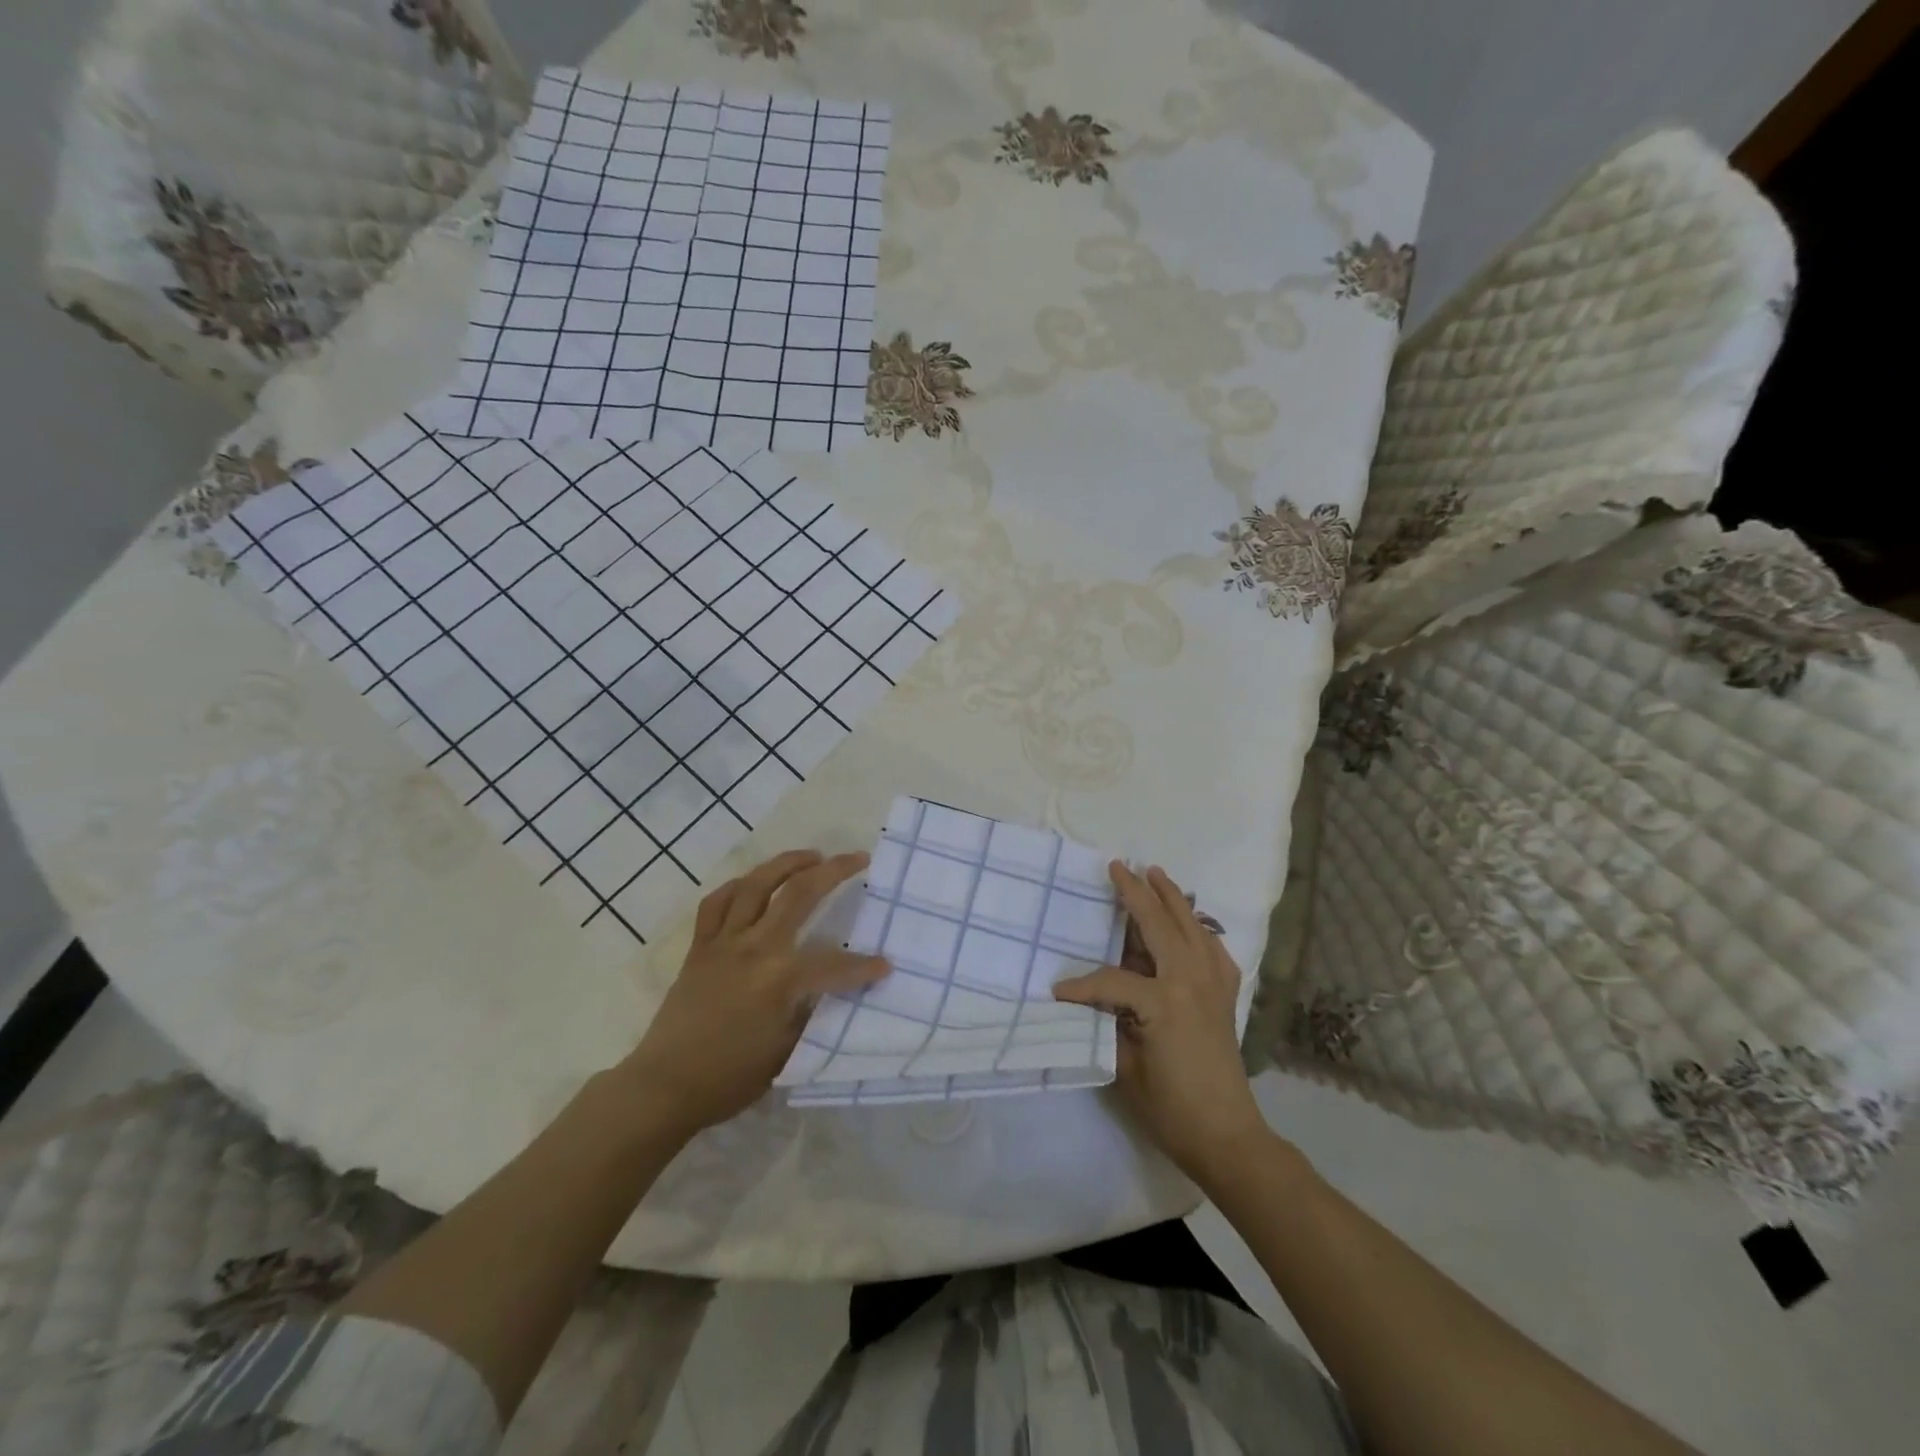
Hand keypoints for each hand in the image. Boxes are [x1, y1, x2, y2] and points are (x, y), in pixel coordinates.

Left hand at [621, 850, 887, 1139]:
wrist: (663, 1086)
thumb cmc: (729, 1078)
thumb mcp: (785, 1052)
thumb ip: (810, 1012)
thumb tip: (830, 989)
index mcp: (779, 979)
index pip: (834, 963)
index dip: (863, 966)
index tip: (885, 966)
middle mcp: (753, 948)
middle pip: (798, 894)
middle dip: (834, 871)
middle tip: (857, 858)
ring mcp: (723, 942)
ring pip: (756, 884)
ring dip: (787, 863)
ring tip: (812, 856)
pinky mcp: (699, 946)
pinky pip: (717, 903)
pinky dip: (738, 886)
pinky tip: (754, 882)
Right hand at [1053, 863, 1270, 1186]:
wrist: (1227, 1137)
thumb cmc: (1171, 1108)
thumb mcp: (1126, 1067)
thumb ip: (1109, 1023)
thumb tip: (1095, 998)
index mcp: (1163, 1001)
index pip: (1112, 979)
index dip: (1082, 984)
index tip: (1058, 992)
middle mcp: (1191, 982)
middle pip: (1160, 926)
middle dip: (1137, 894)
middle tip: (1119, 867)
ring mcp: (1213, 986)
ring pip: (1192, 927)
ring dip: (1173, 898)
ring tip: (1156, 874)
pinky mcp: (1226, 996)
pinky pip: (1214, 950)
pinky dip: (1200, 930)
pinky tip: (1192, 924)